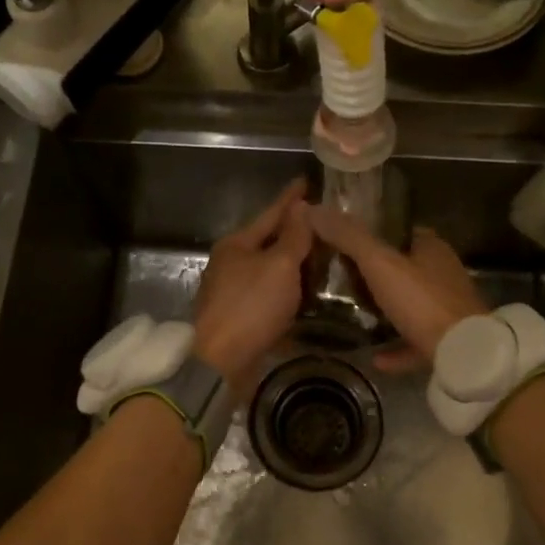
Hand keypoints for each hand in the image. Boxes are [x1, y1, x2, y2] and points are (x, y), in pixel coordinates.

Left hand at [193, 179, 312, 393]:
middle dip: (296, 234)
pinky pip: (271, 300)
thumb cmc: (250, 307)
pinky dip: (289, 296)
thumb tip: (300, 207)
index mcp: (237, 245)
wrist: (219, 364)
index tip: (306, 181)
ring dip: (295, 268)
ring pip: (271, 273)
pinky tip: (308, 300)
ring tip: (324, 261)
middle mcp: (232, 265)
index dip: (291, 199)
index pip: (271, 214)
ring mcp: (234, 293)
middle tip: (325, 225)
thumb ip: (293, 236)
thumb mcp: (279, 266)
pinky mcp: (240, 320)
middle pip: (270, 243)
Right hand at [308, 209, 486, 367]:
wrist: (463, 353)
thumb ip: (349, 238)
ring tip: (353, 314)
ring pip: (410, 306)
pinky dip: (395, 348)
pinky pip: (414, 342)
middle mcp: (443, 275)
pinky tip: (373, 357)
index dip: (373, 233)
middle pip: (404, 268)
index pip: (400, 232)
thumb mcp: (380, 263)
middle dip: (376, 273)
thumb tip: (313, 210)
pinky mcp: (447, 343)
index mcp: (432, 249)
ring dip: (386, 311)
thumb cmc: (422, 301)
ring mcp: (447, 311)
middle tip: (339, 277)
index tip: (343, 240)